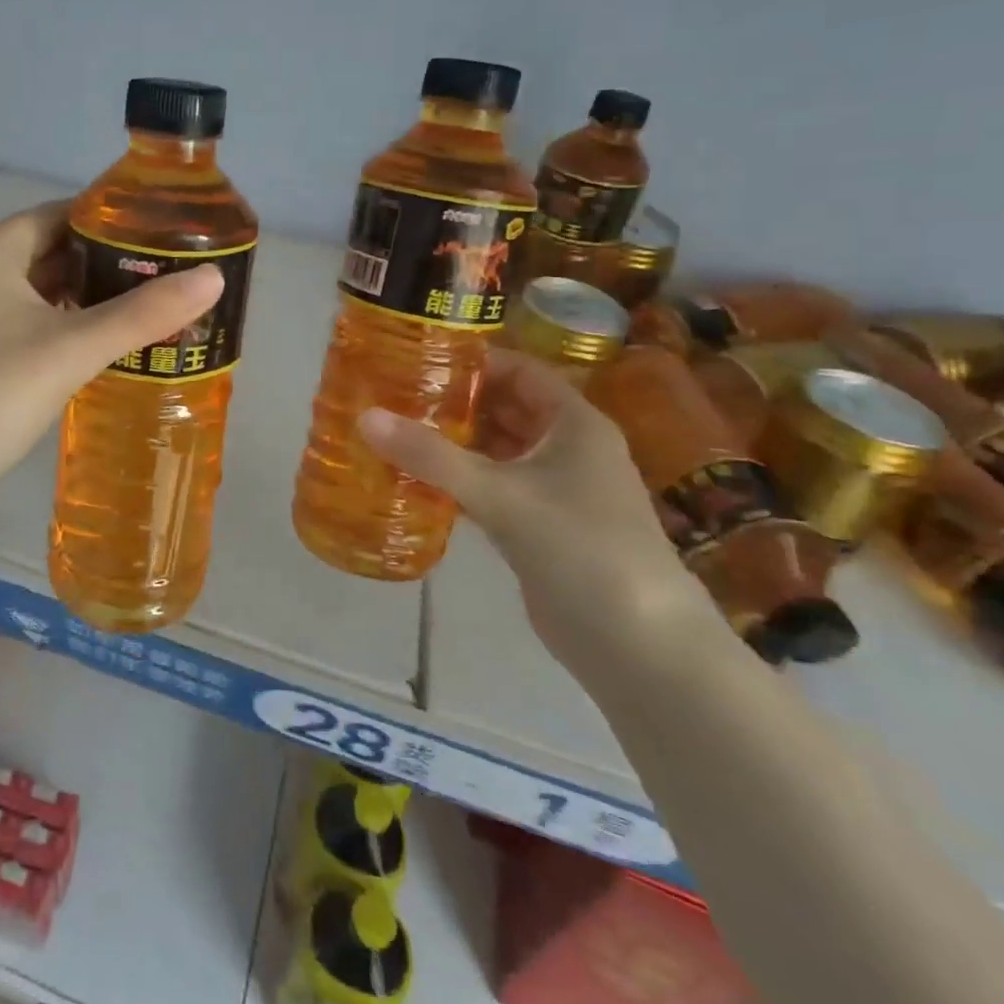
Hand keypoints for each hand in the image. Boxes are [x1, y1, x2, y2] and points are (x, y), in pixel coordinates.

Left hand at [0, 200, 224, 534]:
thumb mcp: (70, 349)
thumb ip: (143, 313)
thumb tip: (215, 278)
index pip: (60, 214)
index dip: (114, 220)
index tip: (166, 234)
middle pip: (52, 253)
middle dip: (109, 265)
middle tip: (171, 278)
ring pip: (40, 296)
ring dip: (89, 302)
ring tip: (151, 312)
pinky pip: (28, 330)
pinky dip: (65, 333)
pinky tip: (104, 351)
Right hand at [356, 349, 716, 673]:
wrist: (638, 646)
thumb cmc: (579, 547)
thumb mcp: (500, 493)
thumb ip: (430, 455)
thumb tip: (365, 416)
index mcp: (574, 424)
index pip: (520, 371)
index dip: (473, 361)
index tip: (418, 357)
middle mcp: (568, 449)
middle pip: (505, 409)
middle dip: (454, 402)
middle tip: (394, 394)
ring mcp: (556, 491)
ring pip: (497, 451)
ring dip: (453, 443)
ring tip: (395, 431)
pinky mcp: (541, 528)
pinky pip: (493, 489)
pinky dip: (459, 481)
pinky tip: (416, 482)